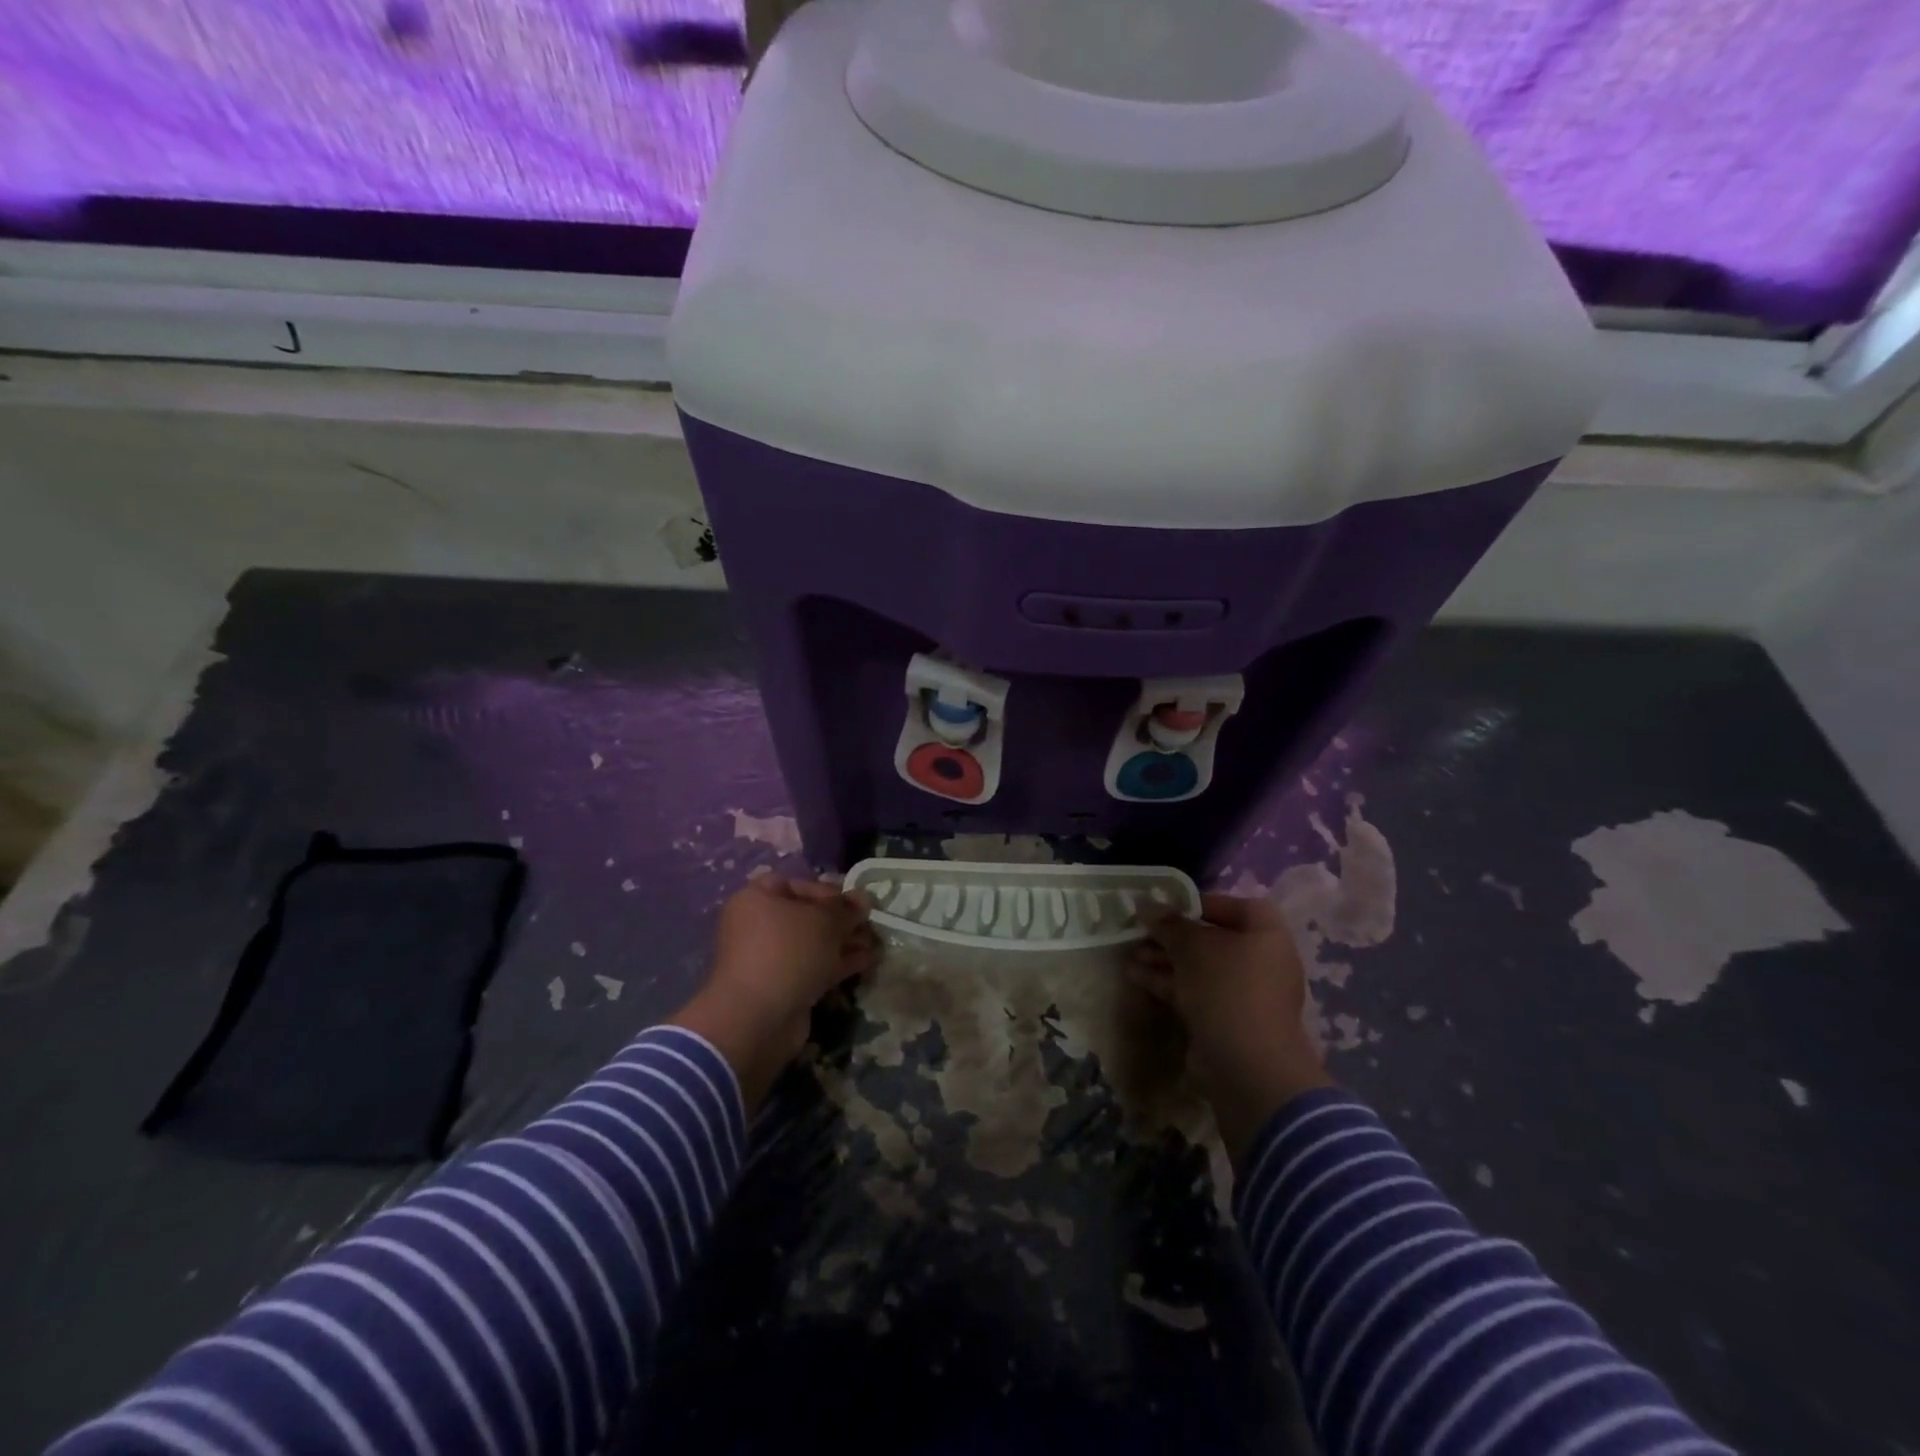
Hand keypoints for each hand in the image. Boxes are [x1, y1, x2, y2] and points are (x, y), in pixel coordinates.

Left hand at [668, 875, 876, 1112]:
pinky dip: (839, 964)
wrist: (757, 1019)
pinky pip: (814, 967)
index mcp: (757, 899)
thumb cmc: (787, 952)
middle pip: (808, 916)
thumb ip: (847, 908)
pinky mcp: (783, 987)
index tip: (857, 902)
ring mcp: (770, 959)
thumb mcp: (824, 921)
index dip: (830, 890)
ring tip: (877, 944)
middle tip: (873, 925)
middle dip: (843, 921)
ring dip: (845, 943)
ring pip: (814, 944)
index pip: (798, 885)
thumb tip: (864, 897)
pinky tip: (868, 962)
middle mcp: (759, 925)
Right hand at [1131, 893, 1332, 1164]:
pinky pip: (1196, 992)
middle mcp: (1261, 961)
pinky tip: (1136, 977)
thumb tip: (1146, 905)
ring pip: (1200, 968)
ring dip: (1165, 960)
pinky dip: (1169, 983)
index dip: (1199, 903)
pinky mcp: (1228, 1020)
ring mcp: (1245, 994)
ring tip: (1130, 955)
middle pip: (1212, 938)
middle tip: (1140, 932)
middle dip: (1173, 936)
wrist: (1248, 1068)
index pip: (1234, 906)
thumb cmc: (1227, 989)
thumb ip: (1169, 924)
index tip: (1166, 907)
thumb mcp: (1192, 947)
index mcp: (1267, 934)